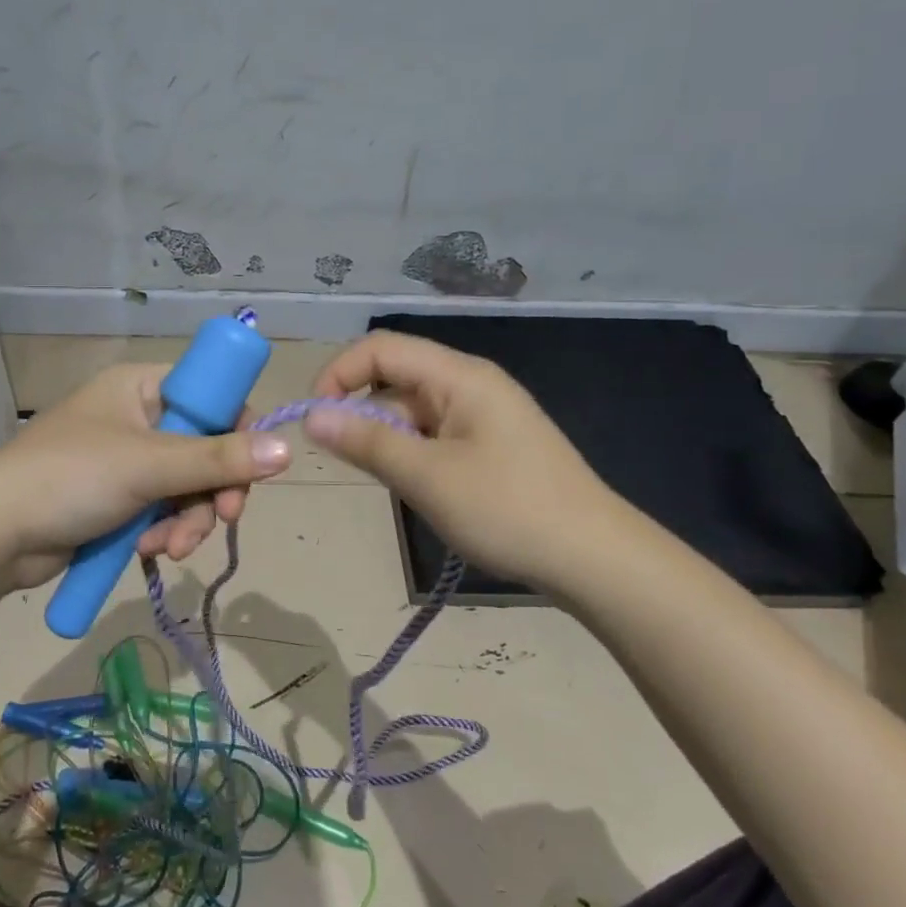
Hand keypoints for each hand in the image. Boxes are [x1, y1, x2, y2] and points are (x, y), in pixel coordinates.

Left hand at [0, 363, 291, 591]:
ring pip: (186, 488)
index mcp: (141, 388)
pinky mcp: (117, 501)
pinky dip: (163, 532)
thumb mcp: (148, 465)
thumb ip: (218, 458)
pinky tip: (149, 552)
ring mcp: (126, 462)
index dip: (237, 429)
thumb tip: (287, 449)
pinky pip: (162, 512)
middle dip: (211, 491)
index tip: (251, 467)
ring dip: (187, 521)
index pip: (211, 395)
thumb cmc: (70, 478)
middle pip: (205, 449)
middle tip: (221, 519)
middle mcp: (137, 418)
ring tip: (168, 547)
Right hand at [303, 331, 626, 596]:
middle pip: (396, 377)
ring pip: (412, 410)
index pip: (381, 348)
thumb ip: (366, 441)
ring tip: (392, 483)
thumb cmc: (507, 509)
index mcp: (459, 376)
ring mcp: (482, 414)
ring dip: (387, 438)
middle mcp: (470, 384)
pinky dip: (412, 453)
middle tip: (349, 461)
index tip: (315, 418)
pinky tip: (417, 488)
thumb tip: (311, 415)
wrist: (594, 558)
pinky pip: (434, 434)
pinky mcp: (490, 444)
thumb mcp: (427, 476)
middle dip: (361, 411)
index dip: (339, 374)